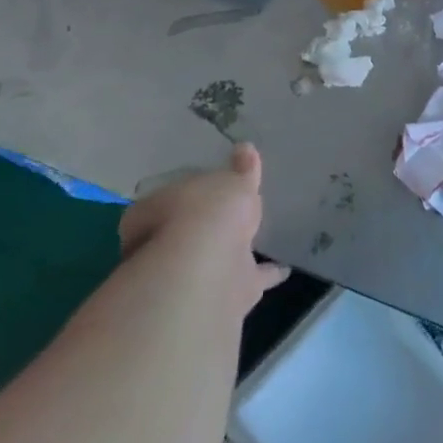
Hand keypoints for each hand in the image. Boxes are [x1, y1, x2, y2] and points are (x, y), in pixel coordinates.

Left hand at [119, 143, 288, 317]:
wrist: (208, 270)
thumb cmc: (208, 211)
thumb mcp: (229, 180)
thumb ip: (240, 170)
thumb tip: (245, 149)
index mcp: (157, 211)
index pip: (162, 202)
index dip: (181, 195)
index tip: (198, 189)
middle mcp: (168, 246)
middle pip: (181, 234)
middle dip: (198, 228)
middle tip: (220, 215)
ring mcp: (197, 272)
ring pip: (214, 258)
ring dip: (229, 252)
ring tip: (253, 241)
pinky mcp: (230, 293)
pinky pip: (253, 279)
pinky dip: (269, 274)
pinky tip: (285, 270)